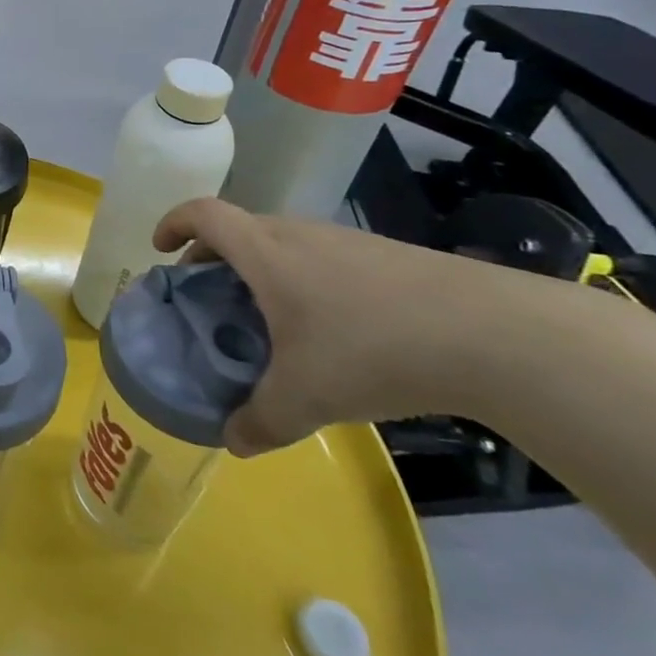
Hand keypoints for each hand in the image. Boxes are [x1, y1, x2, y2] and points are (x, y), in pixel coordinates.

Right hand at [152, 198, 553, 456]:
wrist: (494, 333)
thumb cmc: (373, 349)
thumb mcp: (306, 397)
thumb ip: (260, 420)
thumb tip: (233, 441)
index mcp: (266, 252)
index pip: (204, 214)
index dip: (174, 222)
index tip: (162, 249)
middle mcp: (299, 234)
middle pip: (240, 229)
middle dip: (213, 257)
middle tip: (210, 299)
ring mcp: (346, 242)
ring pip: (283, 244)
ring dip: (260, 270)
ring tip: (266, 320)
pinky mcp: (386, 257)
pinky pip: (322, 258)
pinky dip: (302, 280)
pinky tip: (329, 330)